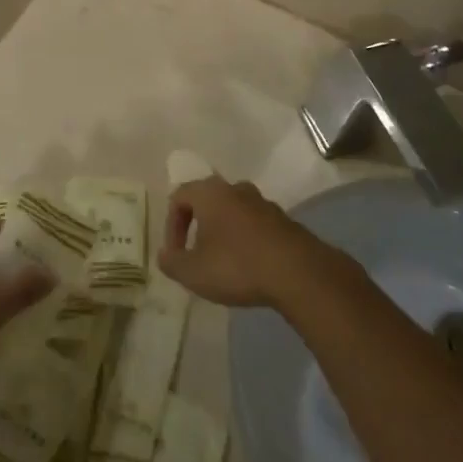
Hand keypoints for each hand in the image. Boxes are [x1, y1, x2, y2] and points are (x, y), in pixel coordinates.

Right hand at [157, 176, 343, 309]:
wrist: (298, 272)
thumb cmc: (237, 265)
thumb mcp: (193, 272)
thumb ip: (172, 263)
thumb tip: (164, 255)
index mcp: (210, 193)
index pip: (179, 196)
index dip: (171, 225)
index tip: (175, 253)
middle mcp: (236, 189)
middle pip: (208, 200)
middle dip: (198, 226)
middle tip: (197, 254)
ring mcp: (263, 203)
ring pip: (234, 212)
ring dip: (224, 233)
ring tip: (223, 263)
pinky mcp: (284, 221)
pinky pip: (255, 226)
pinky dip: (246, 241)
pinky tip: (249, 267)